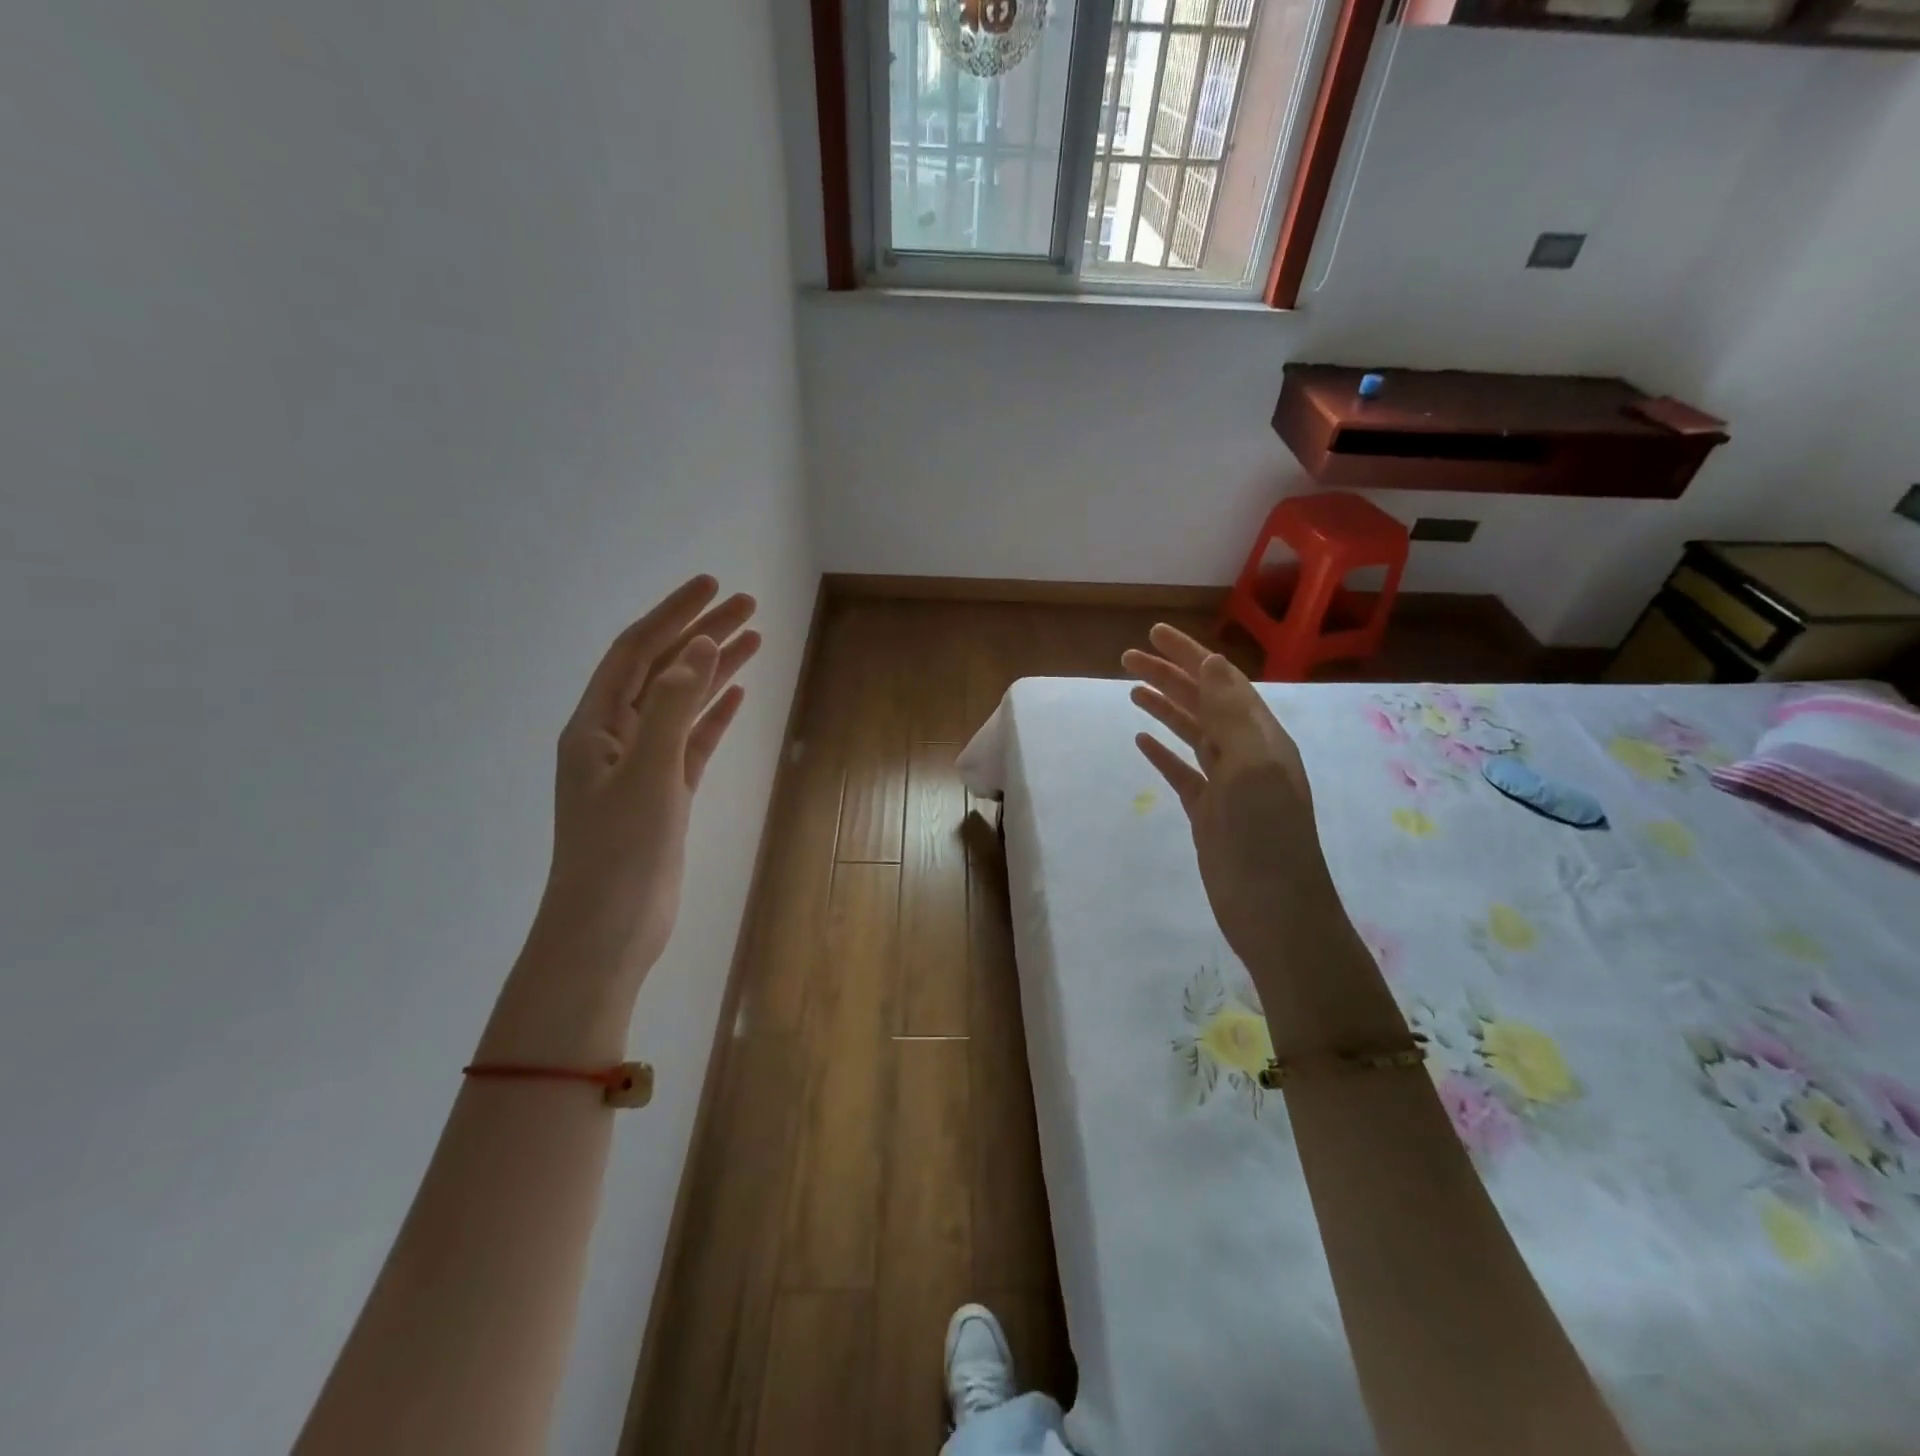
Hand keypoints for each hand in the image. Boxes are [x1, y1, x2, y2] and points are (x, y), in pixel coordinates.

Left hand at [484, 575, 758, 1062]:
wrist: (609, 930)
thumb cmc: (619, 852)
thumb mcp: (645, 773)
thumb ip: (672, 708)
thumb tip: (699, 647)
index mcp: (594, 726)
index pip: (637, 652)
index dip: (673, 615)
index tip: (712, 586)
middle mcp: (614, 737)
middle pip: (663, 671)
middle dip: (702, 635)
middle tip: (747, 606)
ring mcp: (641, 767)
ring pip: (683, 704)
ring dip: (714, 671)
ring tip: (754, 640)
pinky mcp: (665, 794)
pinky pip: (692, 742)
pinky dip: (714, 716)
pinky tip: (737, 695)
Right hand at [1123, 626, 1398, 1053]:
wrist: (1275, 912)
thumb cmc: (1265, 836)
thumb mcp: (1251, 766)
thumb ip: (1230, 713)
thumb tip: (1212, 660)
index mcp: (1261, 736)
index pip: (1222, 681)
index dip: (1189, 654)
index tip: (1153, 634)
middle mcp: (1246, 753)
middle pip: (1202, 702)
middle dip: (1169, 676)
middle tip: (1126, 657)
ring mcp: (1227, 785)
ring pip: (1191, 733)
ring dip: (1164, 707)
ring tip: (1131, 689)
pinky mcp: (1209, 813)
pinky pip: (1183, 771)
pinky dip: (1163, 752)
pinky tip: (1142, 740)